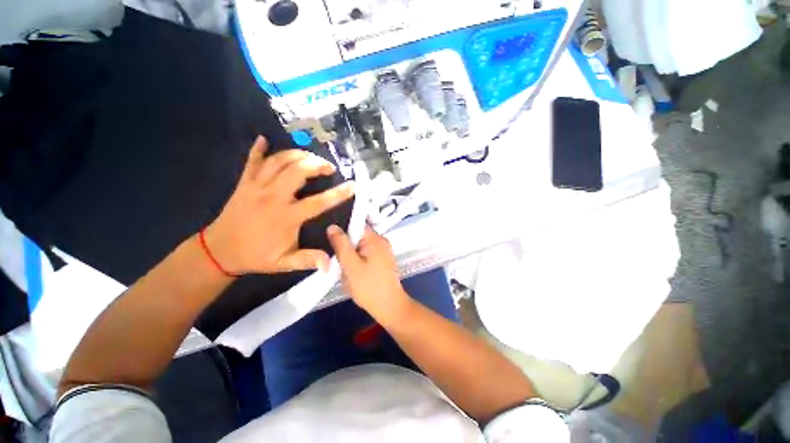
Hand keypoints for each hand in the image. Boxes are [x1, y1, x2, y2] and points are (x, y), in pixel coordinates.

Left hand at [203, 136, 353, 274]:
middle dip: (317, 165)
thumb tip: (330, 264)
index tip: (352, 186)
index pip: (319, 202)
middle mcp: (273, 197)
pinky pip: (251, 161)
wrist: (219, 251)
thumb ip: (308, 260)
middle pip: (297, 171)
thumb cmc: (256, 256)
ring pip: (278, 161)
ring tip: (311, 157)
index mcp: (286, 217)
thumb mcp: (285, 263)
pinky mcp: (243, 183)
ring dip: (297, 154)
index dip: (338, 193)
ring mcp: (256, 187)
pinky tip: (264, 139)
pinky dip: (258, 149)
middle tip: (329, 167)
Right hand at [327, 225, 411, 324]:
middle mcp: (381, 241)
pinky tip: (354, 274)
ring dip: (351, 257)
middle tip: (338, 262)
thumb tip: (332, 226)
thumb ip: (341, 245)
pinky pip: (365, 255)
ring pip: (360, 247)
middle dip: (346, 247)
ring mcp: (383, 251)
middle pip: (357, 236)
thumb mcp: (351, 265)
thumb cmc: (369, 287)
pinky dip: (358, 262)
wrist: (389, 307)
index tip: (332, 242)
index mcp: (376, 238)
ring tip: (346, 270)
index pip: (356, 224)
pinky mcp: (382, 260)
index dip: (342, 231)